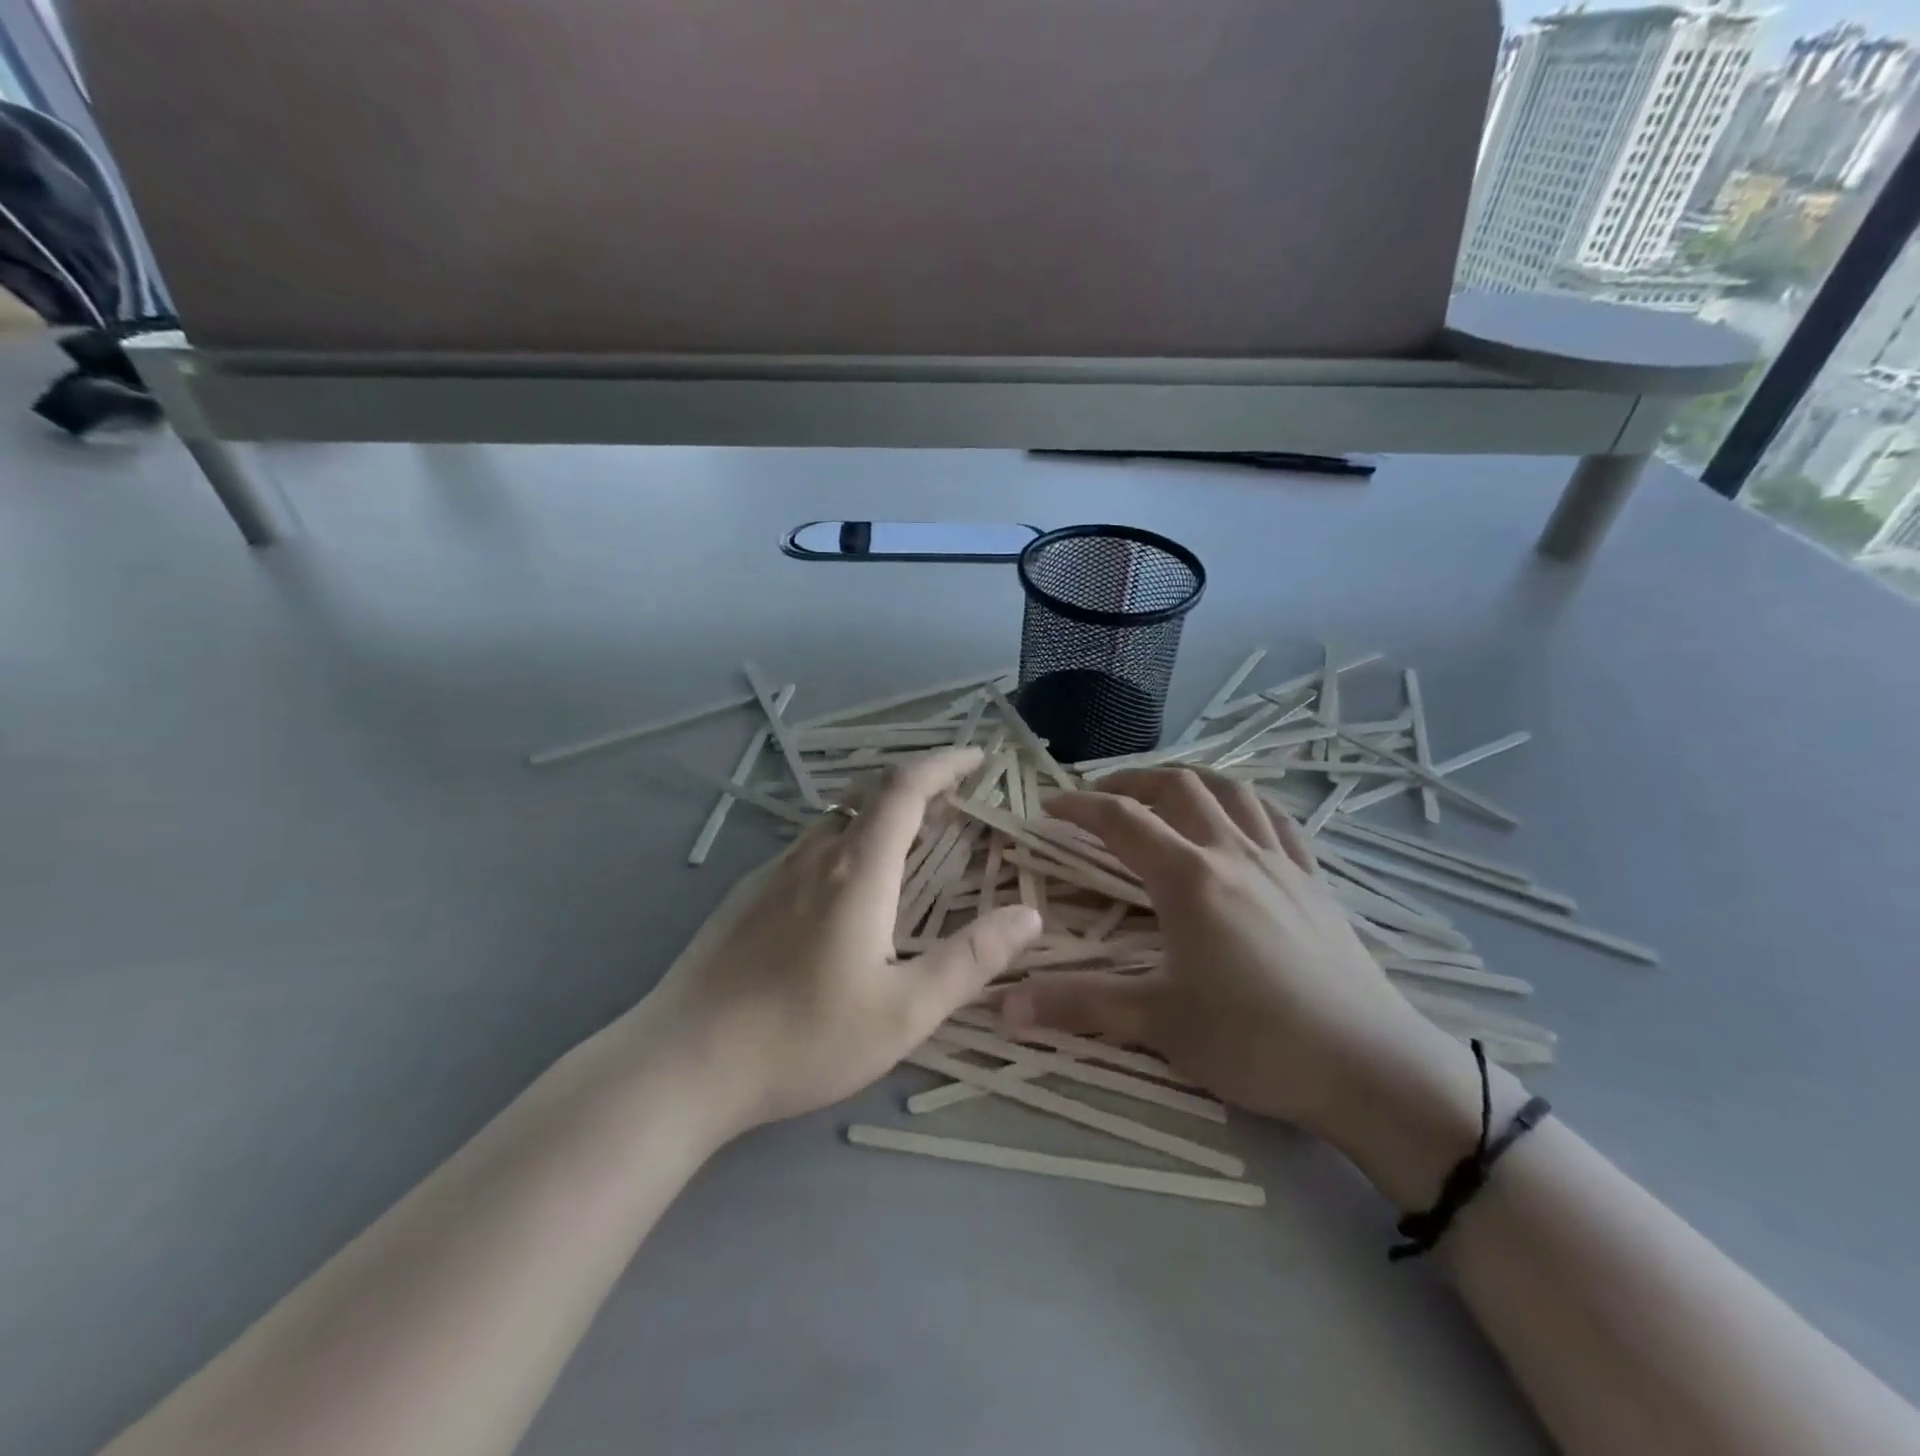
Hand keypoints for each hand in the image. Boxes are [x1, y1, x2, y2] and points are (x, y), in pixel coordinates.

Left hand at [639, 748, 1042, 1137]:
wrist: (681, 1063)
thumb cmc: (802, 1038)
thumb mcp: (903, 1012)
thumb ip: (970, 960)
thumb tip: (1028, 916)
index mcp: (857, 870)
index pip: (905, 788)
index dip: (943, 763)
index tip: (976, 758)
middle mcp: (814, 856)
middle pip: (870, 794)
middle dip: (918, 785)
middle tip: (955, 801)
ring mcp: (772, 873)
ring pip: (837, 819)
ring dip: (881, 813)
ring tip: (912, 839)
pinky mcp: (746, 896)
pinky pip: (810, 846)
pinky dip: (848, 840)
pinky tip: (848, 887)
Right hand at [1001, 768, 1456, 1138]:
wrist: (1369, 1067)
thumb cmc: (1255, 1041)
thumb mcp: (1159, 1023)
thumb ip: (1080, 1006)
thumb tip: (1005, 1008)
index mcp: (1189, 878)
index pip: (1121, 821)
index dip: (1079, 806)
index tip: (1049, 806)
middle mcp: (1232, 852)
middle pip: (1176, 787)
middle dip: (1130, 781)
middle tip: (1100, 797)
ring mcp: (1280, 862)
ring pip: (1230, 790)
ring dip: (1187, 780)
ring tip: (1162, 793)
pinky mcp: (1314, 880)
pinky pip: (1277, 819)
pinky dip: (1244, 802)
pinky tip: (1236, 818)